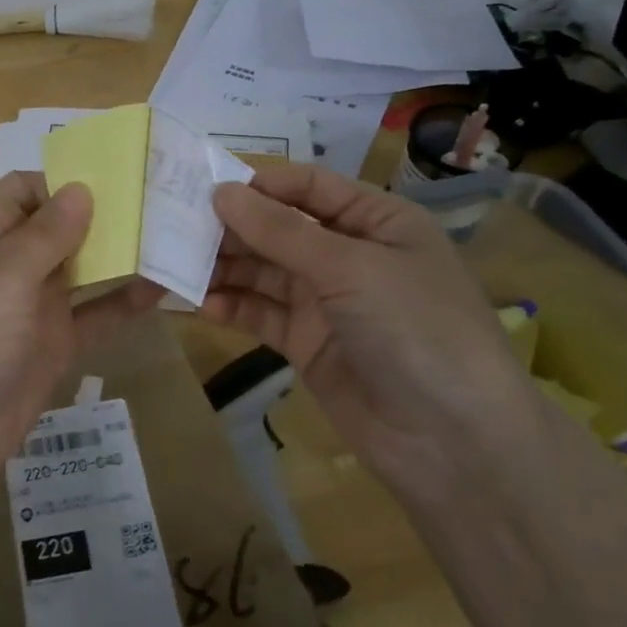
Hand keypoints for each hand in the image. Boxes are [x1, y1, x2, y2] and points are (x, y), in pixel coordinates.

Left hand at [0, 172, 163, 510]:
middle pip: (57, 228)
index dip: (62, 180)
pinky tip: (163, 289)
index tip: (116, 178)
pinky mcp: (52, 348)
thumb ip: (43, 235)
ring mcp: (31, 309)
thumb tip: (81, 188)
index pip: (22, 192)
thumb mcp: (0, 279)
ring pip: (80, 271)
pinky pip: (92, 317)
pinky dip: (123, 303)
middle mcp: (7, 267)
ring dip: (118, 256)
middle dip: (101, 215)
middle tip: (161, 202)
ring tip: (172, 237)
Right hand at [204, 164, 545, 499]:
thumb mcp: (349, 268)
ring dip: (223, 267)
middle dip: (231, 228)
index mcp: (376, 221)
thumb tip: (220, 192)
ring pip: (263, 272)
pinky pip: (260, 314)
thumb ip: (280, 231)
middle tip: (172, 227)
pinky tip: (199, 305)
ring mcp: (326, 302)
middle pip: (278, 229)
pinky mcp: (306, 344)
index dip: (258, 183)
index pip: (308, 187)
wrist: (454, 443)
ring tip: (174, 264)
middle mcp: (349, 255)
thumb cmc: (415, 329)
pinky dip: (231, 307)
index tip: (201, 185)